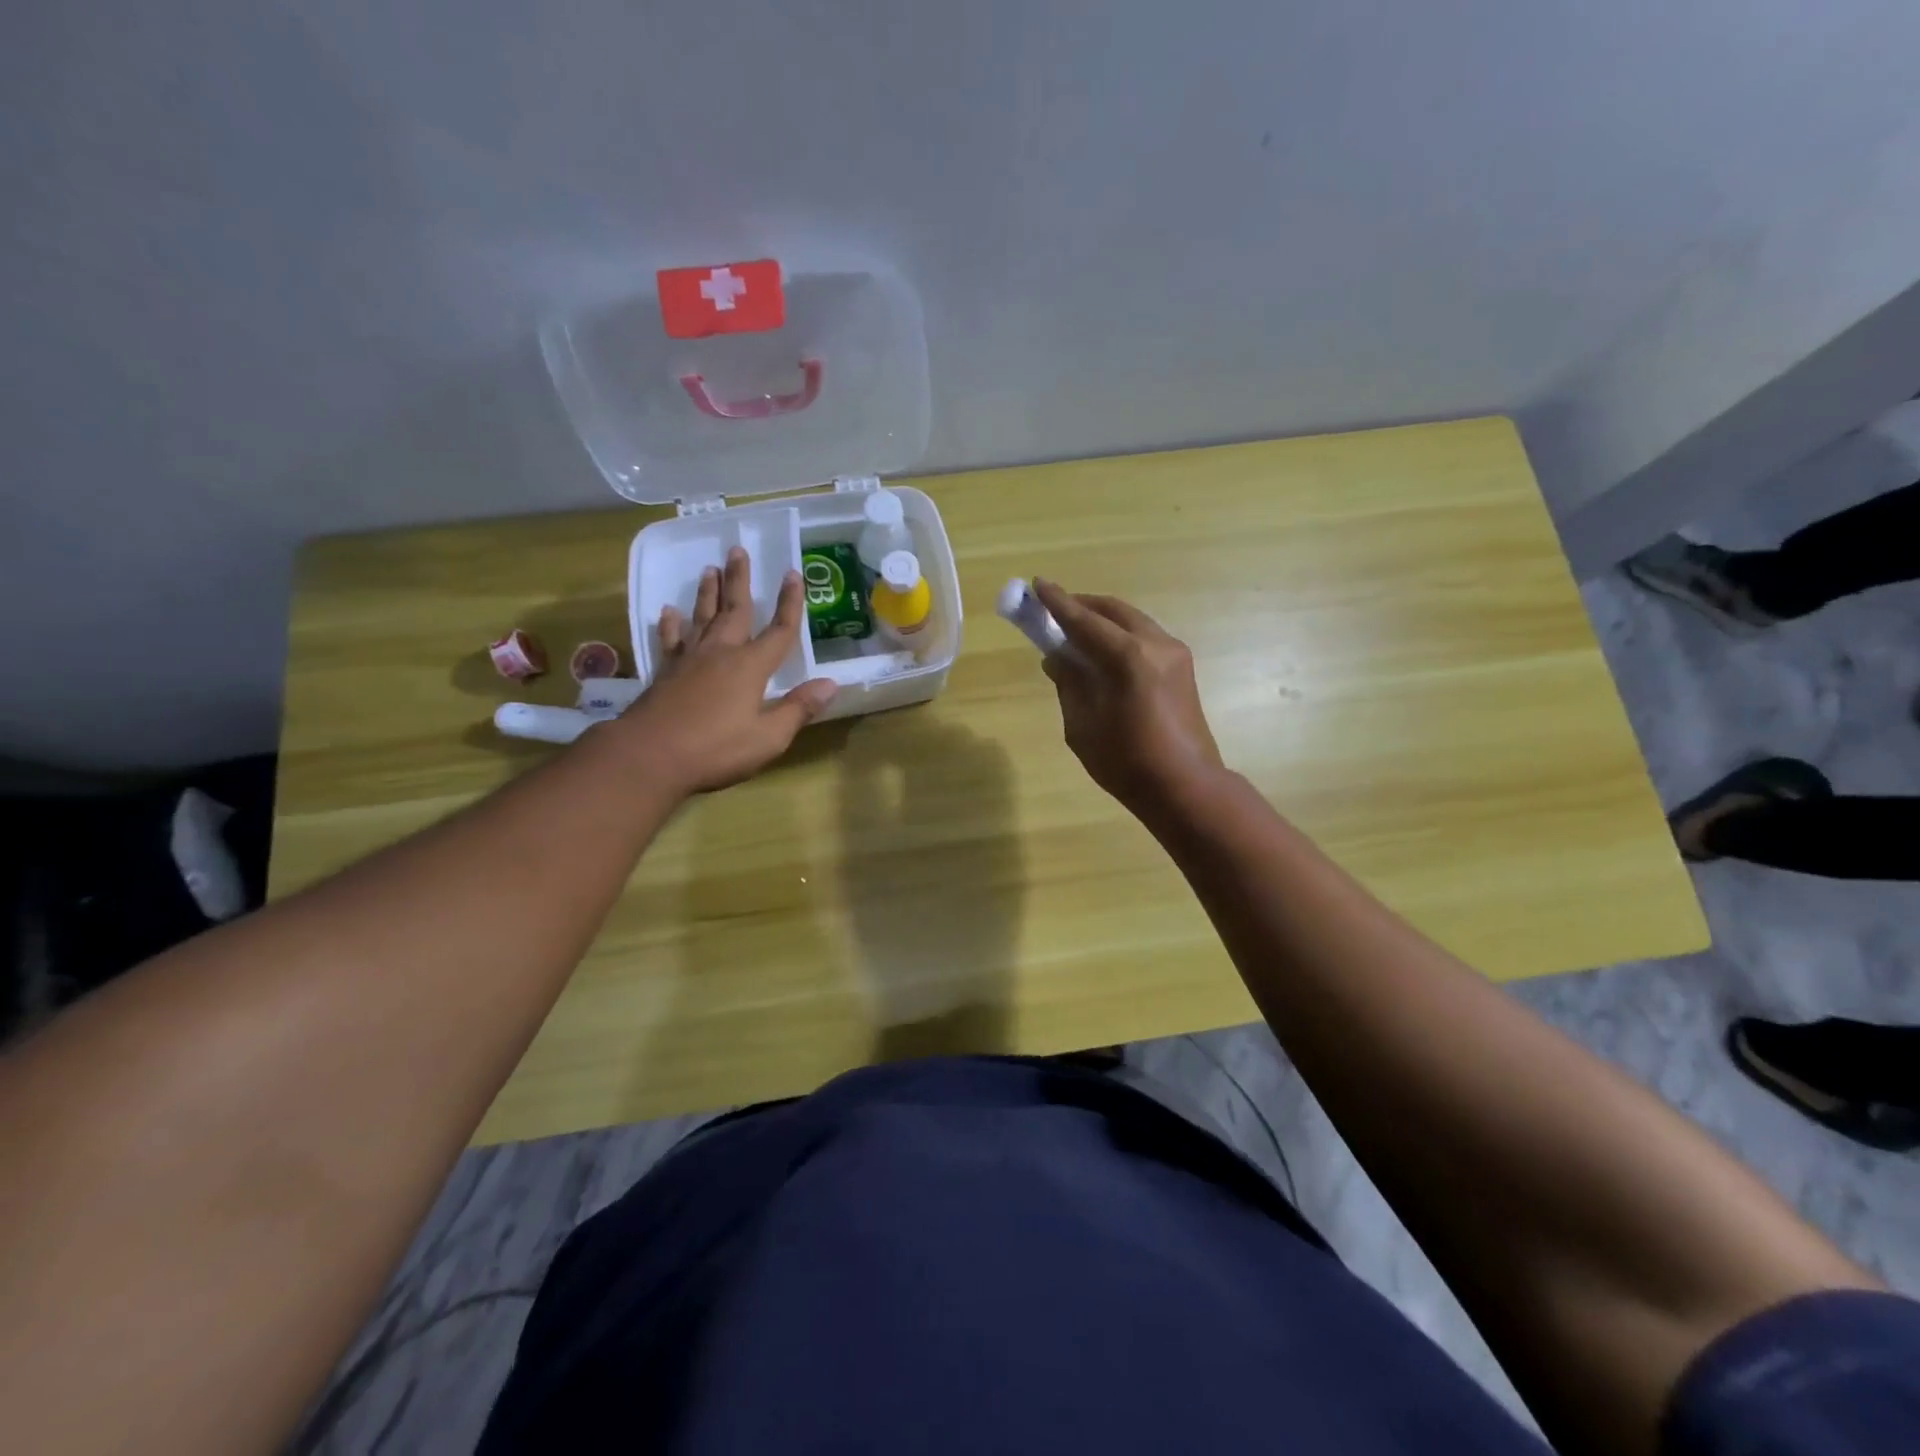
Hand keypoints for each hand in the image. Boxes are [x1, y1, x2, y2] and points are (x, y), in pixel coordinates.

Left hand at [610, 548, 836, 794]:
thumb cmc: (715, 749)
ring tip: (710, 569)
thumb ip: (798, 709)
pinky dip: (671, 624)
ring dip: (708, 593)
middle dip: (740, 580)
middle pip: (734, 610)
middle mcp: (720, 653)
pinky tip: (669, 612)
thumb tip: (830, 684)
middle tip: (738, 550)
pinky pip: (671, 640)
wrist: (649, 756)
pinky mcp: (665, 673)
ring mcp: (689, 660)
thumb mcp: (768, 737)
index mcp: (750, 667)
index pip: (779, 630)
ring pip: (702, 617)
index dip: (789, 603)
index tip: (794, 573)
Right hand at [1032, 579, 1224, 815]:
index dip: (1057, 603)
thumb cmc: (1126, 762)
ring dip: (1103, 619)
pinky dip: (1120, 635)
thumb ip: (1069, 684)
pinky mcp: (1182, 668)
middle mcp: (1155, 644)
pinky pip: (1144, 637)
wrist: (1185, 787)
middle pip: (1113, 611)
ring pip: (1132, 621)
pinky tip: (1103, 651)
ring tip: (1076, 630)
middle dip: (1082, 605)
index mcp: (1128, 657)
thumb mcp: (1082, 725)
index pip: (1084, 621)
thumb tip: (1058, 658)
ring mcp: (1174, 654)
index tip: (1036, 584)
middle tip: (1054, 608)